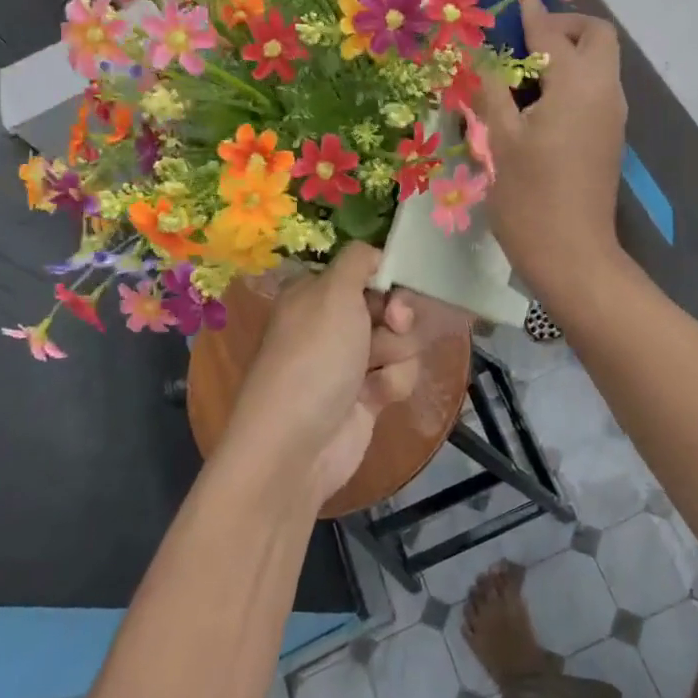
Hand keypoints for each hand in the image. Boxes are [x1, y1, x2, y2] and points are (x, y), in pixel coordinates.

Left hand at [223, 245, 424, 508]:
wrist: (296, 446)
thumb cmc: (314, 358)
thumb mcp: (333, 292)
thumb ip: (359, 260)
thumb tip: (375, 252)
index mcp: (316, 293)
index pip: (366, 269)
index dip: (389, 276)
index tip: (398, 286)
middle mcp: (331, 324)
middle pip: (389, 304)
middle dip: (399, 316)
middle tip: (394, 325)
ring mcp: (349, 361)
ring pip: (400, 340)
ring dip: (397, 353)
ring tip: (375, 372)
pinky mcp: (366, 396)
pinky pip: (398, 375)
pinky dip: (392, 383)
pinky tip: (375, 397)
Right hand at [477, 0, 627, 298]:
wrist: (572, 255)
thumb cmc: (530, 198)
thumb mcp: (501, 139)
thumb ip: (491, 88)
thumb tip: (480, 53)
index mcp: (578, 84)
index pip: (552, 31)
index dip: (528, 11)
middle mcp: (605, 90)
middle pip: (595, 36)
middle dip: (561, 27)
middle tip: (521, 44)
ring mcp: (612, 114)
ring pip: (599, 62)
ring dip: (567, 53)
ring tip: (520, 74)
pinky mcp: (609, 135)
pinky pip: (595, 88)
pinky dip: (571, 79)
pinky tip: (536, 103)